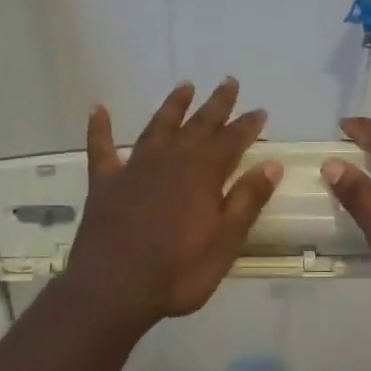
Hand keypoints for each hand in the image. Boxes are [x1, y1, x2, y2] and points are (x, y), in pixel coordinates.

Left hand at [63, 79, 282, 332]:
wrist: (114, 289)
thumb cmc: (178, 273)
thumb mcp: (224, 243)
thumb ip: (246, 202)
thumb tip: (271, 165)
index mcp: (203, 175)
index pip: (232, 141)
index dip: (247, 125)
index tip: (260, 110)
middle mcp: (170, 161)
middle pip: (198, 125)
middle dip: (216, 105)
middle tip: (228, 82)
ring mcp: (134, 169)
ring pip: (157, 127)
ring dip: (172, 107)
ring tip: (184, 86)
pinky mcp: (105, 184)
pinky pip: (102, 148)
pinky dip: (101, 128)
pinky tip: (99, 110)